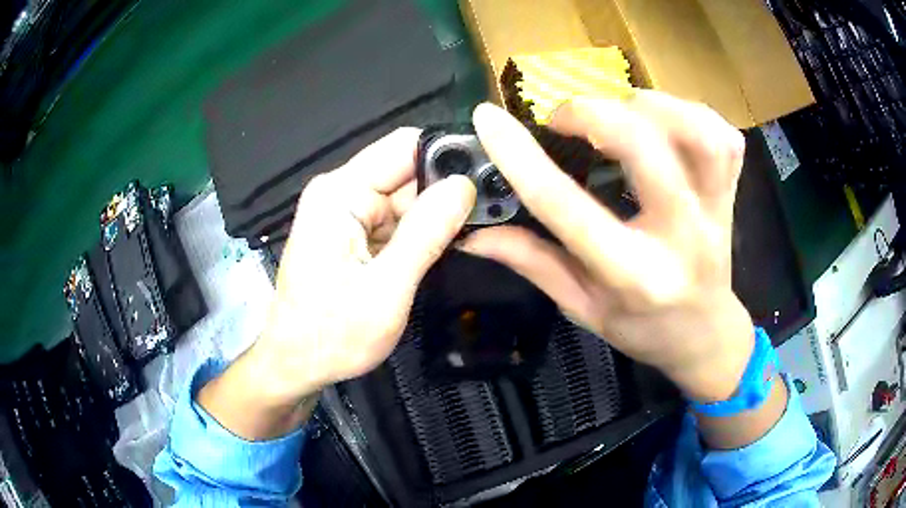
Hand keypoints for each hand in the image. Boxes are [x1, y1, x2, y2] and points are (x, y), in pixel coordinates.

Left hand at [199, 128, 475, 439]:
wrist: (295, 365)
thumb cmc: (331, 336)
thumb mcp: (385, 290)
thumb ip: (425, 234)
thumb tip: (464, 186)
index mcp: (341, 193)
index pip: (405, 147)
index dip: (449, 155)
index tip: (491, 172)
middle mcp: (342, 192)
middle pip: (409, 171)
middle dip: (449, 189)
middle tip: (494, 210)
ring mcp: (348, 213)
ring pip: (408, 197)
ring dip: (439, 213)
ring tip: (479, 230)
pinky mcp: (355, 233)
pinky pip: (398, 219)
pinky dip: (423, 231)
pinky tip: (448, 244)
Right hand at [462, 94, 752, 402]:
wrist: (706, 336)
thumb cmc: (644, 330)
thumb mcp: (583, 308)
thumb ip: (533, 262)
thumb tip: (472, 232)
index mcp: (634, 275)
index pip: (567, 206)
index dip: (520, 156)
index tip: (487, 119)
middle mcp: (681, 236)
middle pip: (646, 148)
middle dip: (593, 113)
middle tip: (563, 117)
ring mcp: (717, 210)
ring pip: (699, 133)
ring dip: (650, 105)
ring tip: (620, 111)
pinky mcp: (732, 194)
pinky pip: (724, 138)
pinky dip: (692, 114)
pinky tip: (666, 121)